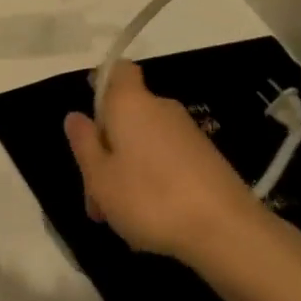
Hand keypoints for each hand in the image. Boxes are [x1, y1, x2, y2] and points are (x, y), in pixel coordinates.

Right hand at [63, 62, 260, 261]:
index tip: (91, 120)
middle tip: (96, 195)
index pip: (118, 70)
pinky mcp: (206, 159)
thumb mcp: (100, 177)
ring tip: (119, 217)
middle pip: (126, 116)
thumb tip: (75, 116)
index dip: (102, 85)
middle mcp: (161, 108)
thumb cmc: (149, 197)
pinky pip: (167, 161)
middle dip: (107, 150)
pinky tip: (150, 219)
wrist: (225, 230)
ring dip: (127, 172)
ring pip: (144, 143)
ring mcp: (187, 134)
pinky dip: (154, 182)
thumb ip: (84, 144)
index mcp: (130, 103)